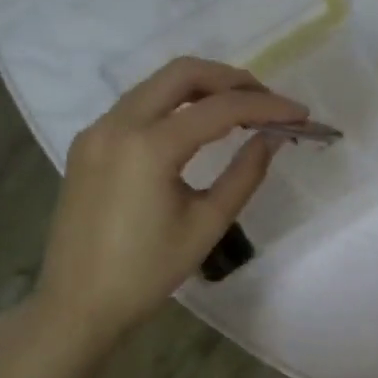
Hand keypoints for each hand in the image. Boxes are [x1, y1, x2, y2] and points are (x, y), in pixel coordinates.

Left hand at [29, 57, 305, 357]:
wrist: (77, 304)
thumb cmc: (147, 272)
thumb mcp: (207, 224)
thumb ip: (244, 174)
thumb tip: (272, 139)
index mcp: (149, 147)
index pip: (220, 108)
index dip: (266, 107)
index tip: (300, 113)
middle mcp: (118, 124)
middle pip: (184, 73)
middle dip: (233, 80)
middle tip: (269, 101)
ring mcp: (98, 130)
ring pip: (158, 84)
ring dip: (204, 88)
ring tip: (242, 109)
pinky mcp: (89, 143)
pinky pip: (139, 104)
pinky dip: (176, 104)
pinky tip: (199, 125)